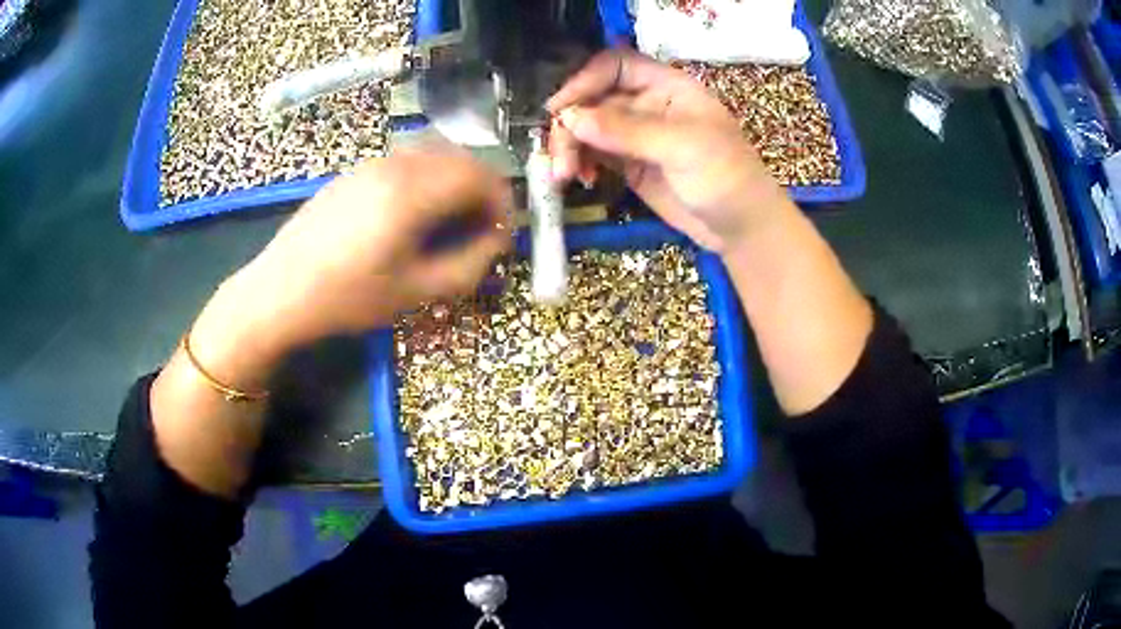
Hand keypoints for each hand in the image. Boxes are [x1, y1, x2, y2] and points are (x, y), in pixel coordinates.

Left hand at [233, 147, 512, 355]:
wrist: (280, 291)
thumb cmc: (347, 297)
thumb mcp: (415, 292)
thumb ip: (469, 265)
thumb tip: (498, 241)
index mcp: (413, 192)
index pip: (480, 176)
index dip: (502, 202)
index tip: (502, 233)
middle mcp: (396, 164)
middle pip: (460, 158)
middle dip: (482, 190)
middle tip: (480, 229)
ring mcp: (372, 163)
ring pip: (434, 155)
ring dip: (454, 182)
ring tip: (449, 222)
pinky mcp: (355, 172)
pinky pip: (406, 161)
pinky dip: (427, 179)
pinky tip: (413, 214)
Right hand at [547, 49, 788, 253]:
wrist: (742, 228)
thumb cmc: (726, 177)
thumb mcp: (683, 147)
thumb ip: (627, 131)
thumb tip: (571, 118)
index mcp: (666, 86)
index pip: (615, 67)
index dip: (585, 80)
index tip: (561, 109)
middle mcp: (647, 104)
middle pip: (594, 98)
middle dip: (571, 124)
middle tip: (560, 157)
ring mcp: (636, 135)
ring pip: (588, 128)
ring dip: (569, 147)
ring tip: (564, 175)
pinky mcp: (629, 164)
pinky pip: (593, 154)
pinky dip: (579, 163)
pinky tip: (579, 178)